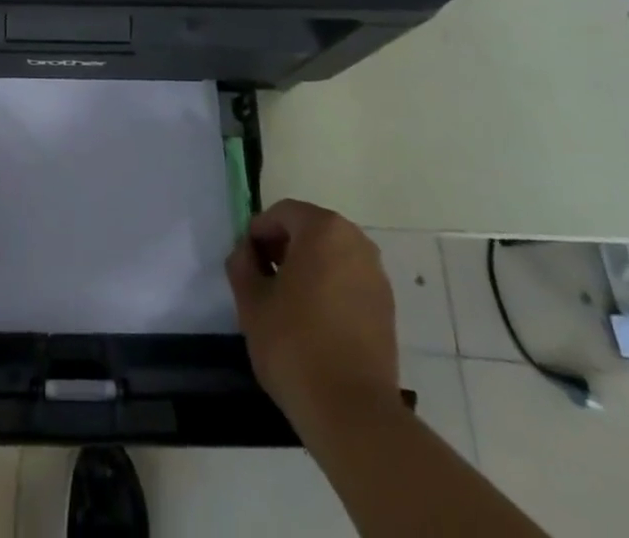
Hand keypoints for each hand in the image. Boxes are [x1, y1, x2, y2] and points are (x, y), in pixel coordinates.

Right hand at [226, 199, 402, 439]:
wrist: (354, 414)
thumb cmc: (295, 346)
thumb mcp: (251, 302)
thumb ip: (242, 264)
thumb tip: (246, 253)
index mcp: (323, 229)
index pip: (282, 214)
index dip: (258, 233)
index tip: (245, 263)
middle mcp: (356, 242)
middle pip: (310, 230)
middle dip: (283, 248)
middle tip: (263, 280)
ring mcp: (376, 276)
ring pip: (331, 257)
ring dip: (307, 269)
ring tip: (287, 304)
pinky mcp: (387, 309)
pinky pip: (349, 282)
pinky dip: (329, 290)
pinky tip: (314, 323)